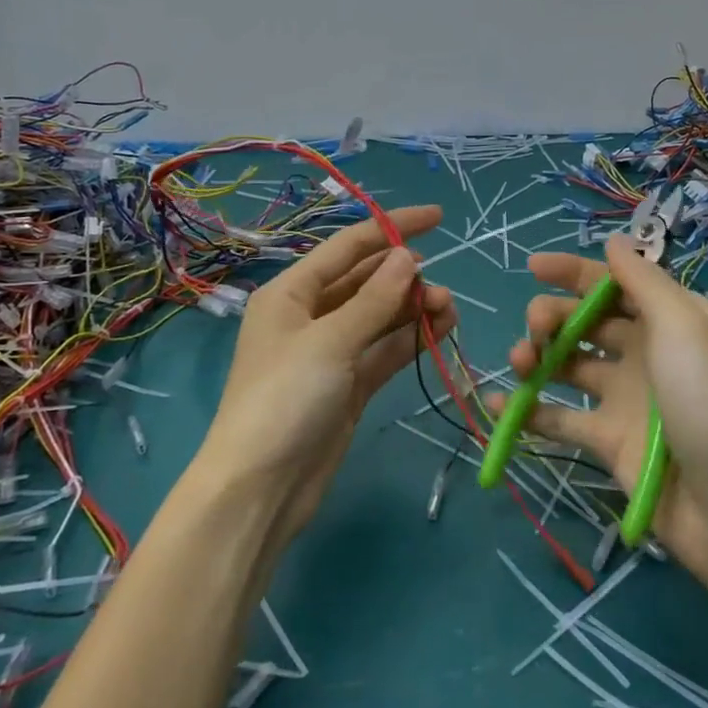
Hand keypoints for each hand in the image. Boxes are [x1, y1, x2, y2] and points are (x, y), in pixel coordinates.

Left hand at [195, 206, 455, 552]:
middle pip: (367, 280)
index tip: (438, 217)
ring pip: (381, 315)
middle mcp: (311, 315)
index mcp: (292, 292)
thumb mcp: (330, 342)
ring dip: (414, 308)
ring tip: (448, 310)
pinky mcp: (349, 384)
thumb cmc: (284, 400)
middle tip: (443, 291)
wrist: (259, 490)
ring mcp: (331, 351)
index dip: (393, 228)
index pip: (350, 246)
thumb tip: (409, 256)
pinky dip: (411, 338)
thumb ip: (375, 299)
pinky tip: (440, 330)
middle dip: (407, 277)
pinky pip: (385, 349)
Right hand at [492, 235, 707, 584]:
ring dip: (537, 356)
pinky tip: (498, 402)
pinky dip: (528, 410)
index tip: (533, 267)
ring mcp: (624, 398)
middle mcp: (645, 353)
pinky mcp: (608, 440)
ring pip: (568, 365)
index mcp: (669, 321)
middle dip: (553, 315)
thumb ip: (643, 281)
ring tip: (520, 361)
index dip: (575, 272)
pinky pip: (560, 417)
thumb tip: (614, 241)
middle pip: (586, 321)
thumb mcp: (684, 326)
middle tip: (536, 328)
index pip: (615, 284)